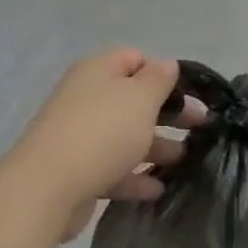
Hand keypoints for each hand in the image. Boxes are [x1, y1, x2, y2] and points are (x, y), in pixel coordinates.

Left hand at [0, 49, 205, 241]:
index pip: (134, 59)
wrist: (47, 186)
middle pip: (132, 99)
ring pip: (123, 135)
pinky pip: (112, 168)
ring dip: (154, 146)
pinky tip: (158, 189)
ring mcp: (78, 135)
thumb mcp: (140, 98)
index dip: (162, 72)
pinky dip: (134, 176)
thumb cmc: (102, 131)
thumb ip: (158, 79)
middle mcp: (85, 97)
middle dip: (166, 112)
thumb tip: (167, 64)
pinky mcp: (75, 170)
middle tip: (199, 126)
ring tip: (184, 161)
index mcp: (97, 71)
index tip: (189, 93)